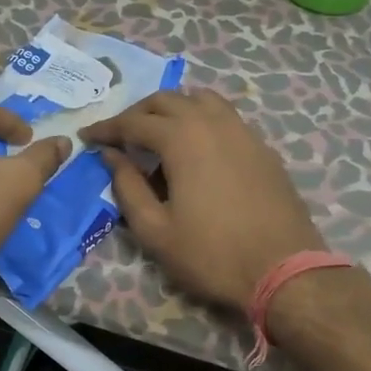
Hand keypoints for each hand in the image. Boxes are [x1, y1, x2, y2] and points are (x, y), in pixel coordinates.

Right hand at [81, 88, 325, 311]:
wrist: (284, 270)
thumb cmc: (211, 254)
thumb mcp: (155, 229)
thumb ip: (127, 186)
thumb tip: (111, 156)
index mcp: (182, 138)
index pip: (134, 122)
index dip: (107, 128)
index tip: (86, 137)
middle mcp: (212, 122)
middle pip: (167, 100)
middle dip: (137, 114)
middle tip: (119, 136)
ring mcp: (243, 131)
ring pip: (201, 100)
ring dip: (173, 109)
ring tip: (158, 133)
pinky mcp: (262, 147)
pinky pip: (225, 117)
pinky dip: (201, 119)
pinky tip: (196, 147)